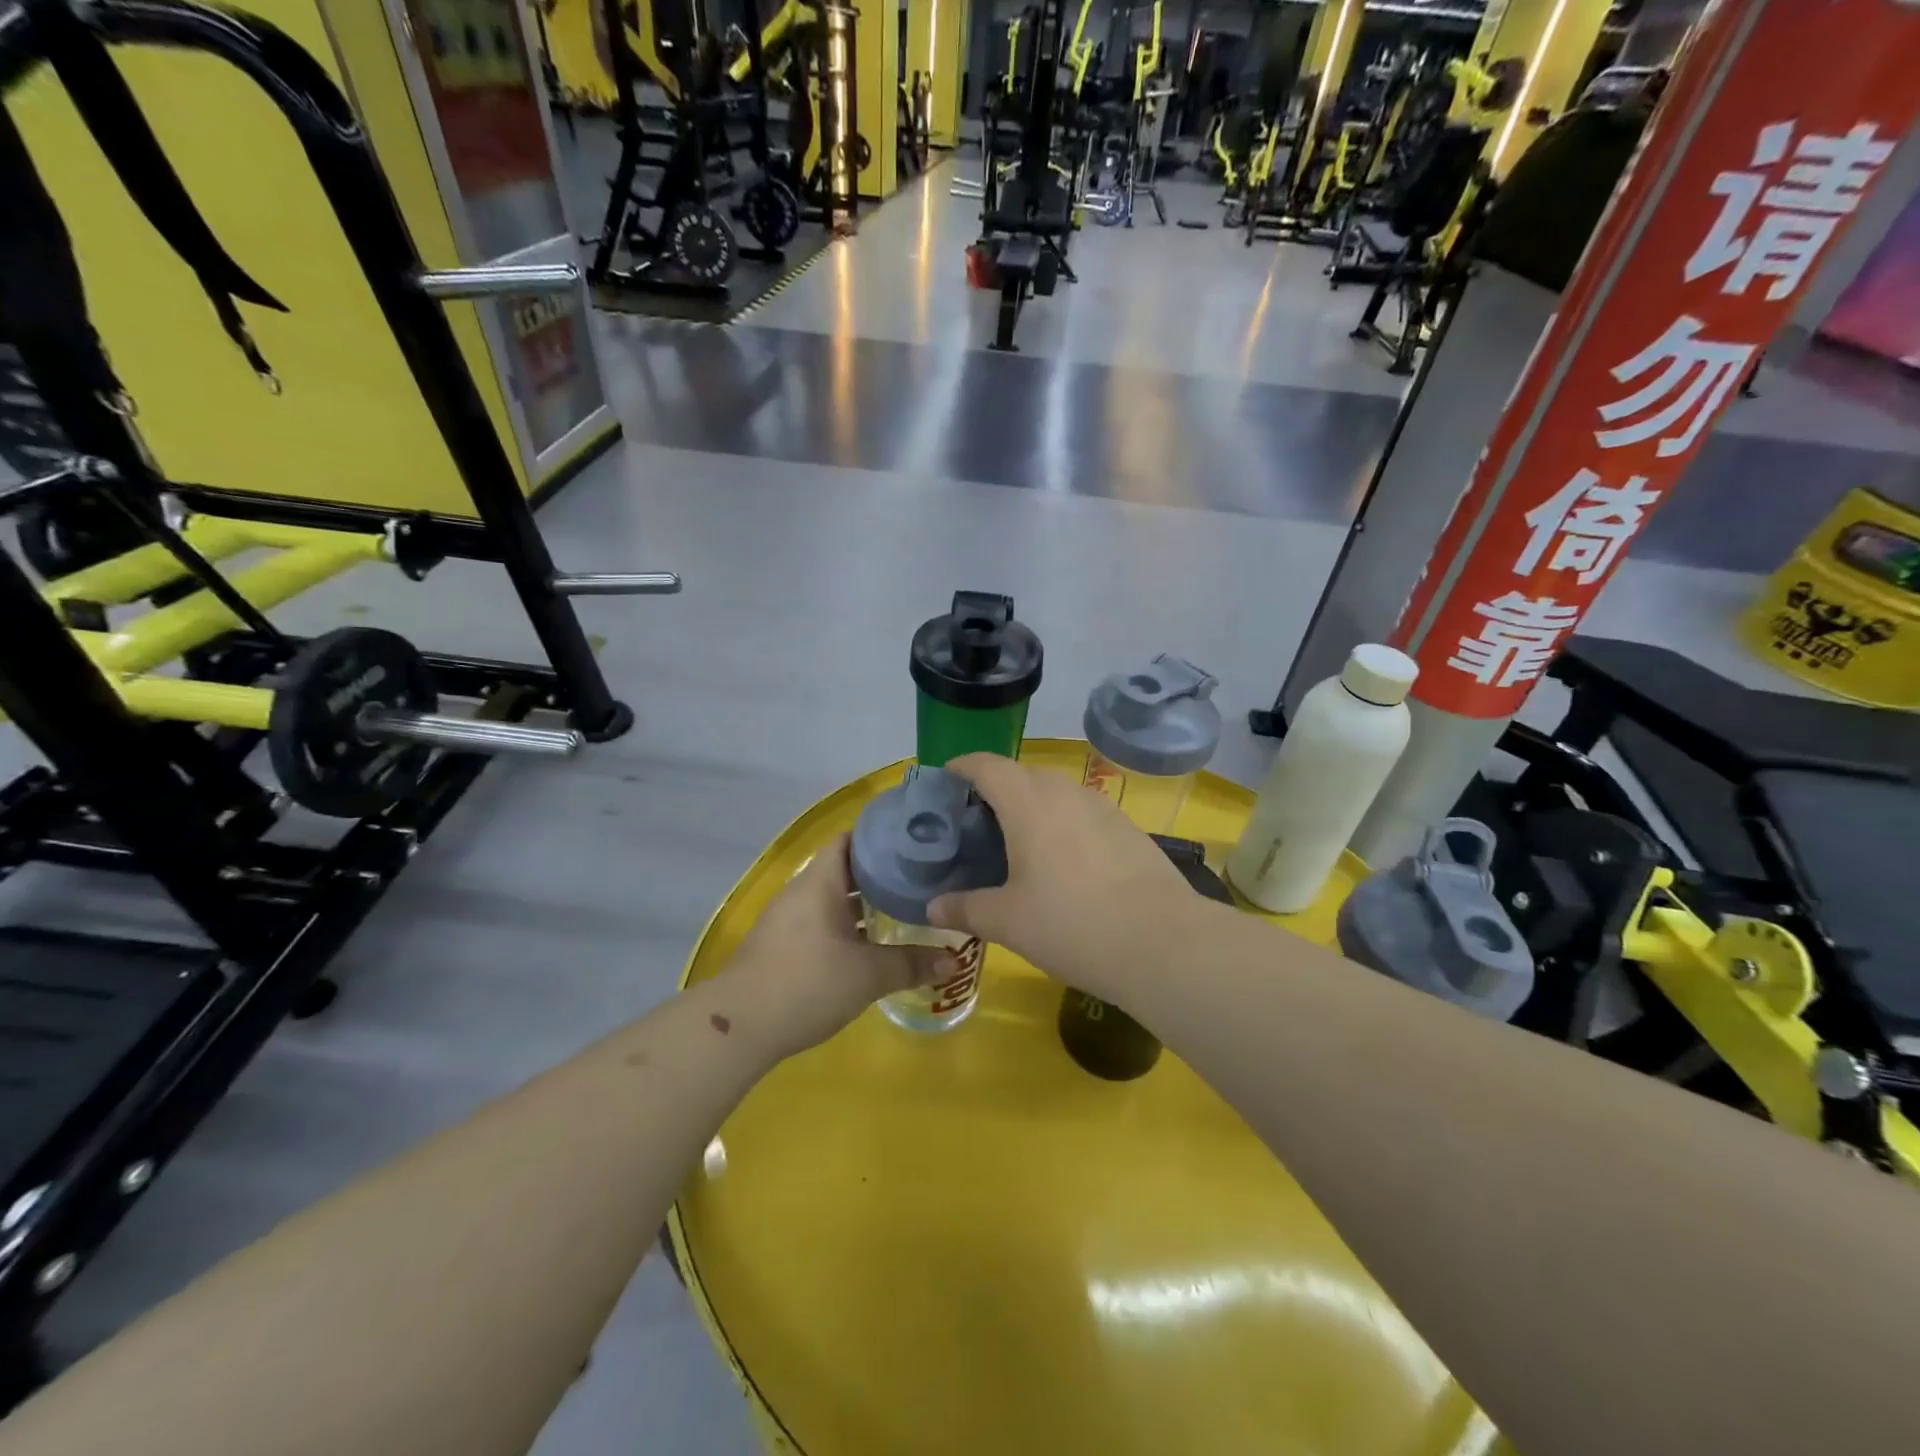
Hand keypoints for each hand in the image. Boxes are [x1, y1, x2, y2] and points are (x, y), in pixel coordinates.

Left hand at [722, 833, 950, 1058]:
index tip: (915, 843)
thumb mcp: (868, 975)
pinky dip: (847, 925)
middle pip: (845, 868)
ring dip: (864, 903)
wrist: (739, 1026)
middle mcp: (802, 891)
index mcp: (820, 882)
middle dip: (881, 873)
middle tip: (921, 879)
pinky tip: (871, 944)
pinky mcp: (782, 945)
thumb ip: (911, 964)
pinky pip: (821, 921)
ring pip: (833, 898)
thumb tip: (953, 962)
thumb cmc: (807, 983)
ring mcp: (788, 919)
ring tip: (904, 909)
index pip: (851, 839)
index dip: (881, 836)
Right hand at [928, 753, 1193, 1002]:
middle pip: (1022, 775)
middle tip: (977, 822)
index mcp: (1028, 803)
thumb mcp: (1007, 921)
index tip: (947, 777)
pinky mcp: (1128, 828)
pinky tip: (1064, 860)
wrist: (1162, 942)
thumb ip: (965, 908)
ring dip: (1033, 805)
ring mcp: (1102, 807)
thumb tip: (932, 907)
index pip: (987, 766)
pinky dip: (1063, 823)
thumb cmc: (1071, 924)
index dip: (963, 766)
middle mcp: (1065, 792)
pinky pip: (1083, 812)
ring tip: (1019, 841)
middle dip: (996, 788)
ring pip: (1057, 792)